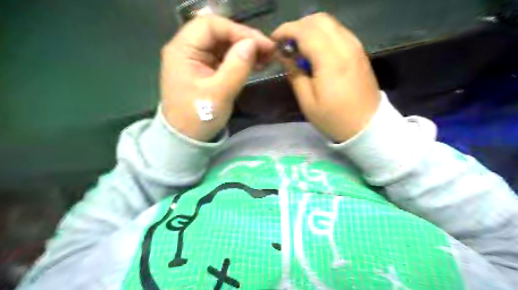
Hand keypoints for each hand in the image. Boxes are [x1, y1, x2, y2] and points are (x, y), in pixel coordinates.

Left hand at [162, 16, 274, 141]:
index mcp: (182, 50)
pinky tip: (255, 64)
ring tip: (265, 57)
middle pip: (218, 32)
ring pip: (223, 44)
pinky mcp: (204, 69)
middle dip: (244, 39)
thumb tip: (253, 44)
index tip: (261, 44)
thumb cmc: (198, 117)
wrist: (186, 138)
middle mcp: (187, 49)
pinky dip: (240, 59)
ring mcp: (196, 59)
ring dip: (245, 48)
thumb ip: (237, 67)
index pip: (211, 26)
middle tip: (268, 50)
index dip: (238, 31)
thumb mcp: (219, 93)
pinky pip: (224, 57)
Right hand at [272, 12, 378, 142]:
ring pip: (330, 23)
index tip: (274, 40)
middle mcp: (345, 46)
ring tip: (299, 48)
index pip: (305, 31)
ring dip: (310, 29)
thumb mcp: (307, 101)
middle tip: (286, 44)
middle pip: (319, 19)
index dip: (286, 31)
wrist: (367, 125)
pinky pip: (339, 32)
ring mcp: (355, 47)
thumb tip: (284, 55)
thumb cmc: (334, 118)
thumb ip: (295, 73)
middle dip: (298, 26)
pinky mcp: (359, 52)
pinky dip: (323, 34)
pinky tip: (316, 51)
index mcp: (330, 60)